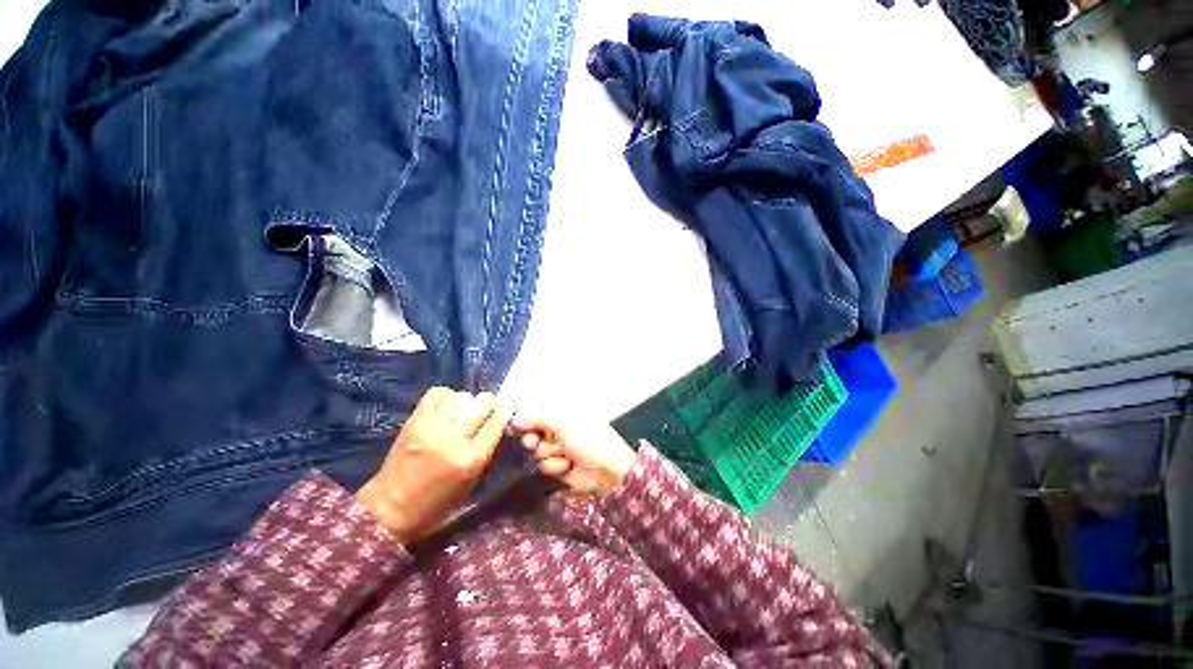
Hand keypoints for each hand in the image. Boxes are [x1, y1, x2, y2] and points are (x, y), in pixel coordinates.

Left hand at [357, 388, 507, 542]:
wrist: (389, 508)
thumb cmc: (436, 503)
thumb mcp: (470, 482)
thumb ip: (485, 449)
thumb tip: (496, 422)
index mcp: (471, 459)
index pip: (497, 422)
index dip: (504, 413)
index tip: (504, 411)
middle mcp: (453, 439)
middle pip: (483, 404)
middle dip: (489, 403)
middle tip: (487, 409)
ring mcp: (431, 428)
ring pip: (461, 396)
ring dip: (467, 401)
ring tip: (463, 410)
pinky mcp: (414, 422)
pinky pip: (436, 394)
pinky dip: (445, 396)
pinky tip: (445, 406)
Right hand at [510, 412, 637, 498]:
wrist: (606, 470)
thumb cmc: (588, 439)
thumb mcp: (563, 423)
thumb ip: (537, 419)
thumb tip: (514, 419)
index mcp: (563, 412)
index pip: (537, 411)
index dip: (525, 418)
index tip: (513, 425)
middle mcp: (559, 428)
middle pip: (532, 431)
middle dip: (533, 438)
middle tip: (534, 441)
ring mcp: (558, 447)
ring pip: (536, 450)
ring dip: (548, 453)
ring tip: (564, 453)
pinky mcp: (558, 465)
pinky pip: (545, 464)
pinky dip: (555, 465)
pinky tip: (568, 465)